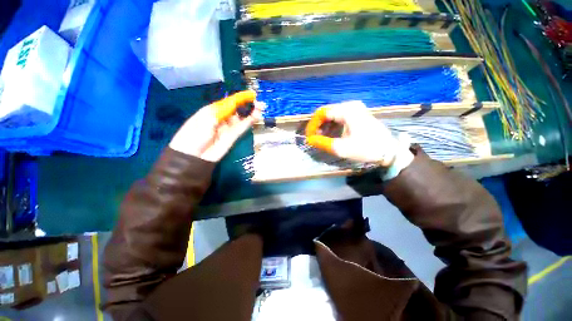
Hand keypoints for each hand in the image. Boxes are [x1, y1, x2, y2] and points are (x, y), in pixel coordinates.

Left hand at [169, 90, 261, 161]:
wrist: (193, 157)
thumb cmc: (193, 135)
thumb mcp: (205, 120)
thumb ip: (221, 111)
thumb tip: (233, 103)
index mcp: (212, 111)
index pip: (228, 102)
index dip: (240, 98)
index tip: (251, 94)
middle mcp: (222, 118)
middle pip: (236, 109)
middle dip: (247, 105)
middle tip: (258, 102)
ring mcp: (228, 128)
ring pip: (241, 118)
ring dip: (250, 113)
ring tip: (260, 108)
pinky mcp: (233, 137)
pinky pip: (242, 128)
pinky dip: (249, 122)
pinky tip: (256, 116)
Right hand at [305, 101, 399, 165]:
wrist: (389, 150)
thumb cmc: (366, 148)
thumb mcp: (341, 148)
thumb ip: (322, 143)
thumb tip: (309, 140)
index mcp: (347, 110)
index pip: (322, 113)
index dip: (312, 124)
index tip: (309, 136)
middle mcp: (350, 105)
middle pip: (326, 112)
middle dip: (318, 126)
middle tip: (314, 138)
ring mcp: (355, 108)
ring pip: (332, 114)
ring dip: (324, 126)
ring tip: (321, 138)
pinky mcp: (357, 114)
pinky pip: (339, 117)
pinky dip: (332, 125)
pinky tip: (330, 134)